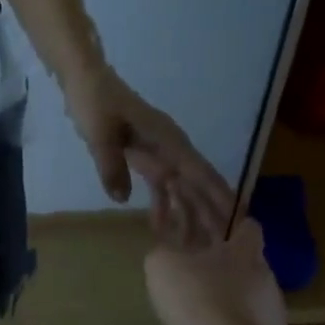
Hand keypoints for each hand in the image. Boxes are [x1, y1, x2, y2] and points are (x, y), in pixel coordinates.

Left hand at [63, 65, 234, 248]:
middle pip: (195, 184)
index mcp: (166, 139)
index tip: (240, 218)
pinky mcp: (142, 154)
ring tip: (196, 245)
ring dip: (187, 212)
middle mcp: (169, 146)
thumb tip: (123, 200)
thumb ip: (111, 165)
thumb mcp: (100, 133)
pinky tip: (161, 226)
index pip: (199, 172)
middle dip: (210, 213)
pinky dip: (162, 202)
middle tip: (224, 246)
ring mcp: (157, 150)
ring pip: (179, 186)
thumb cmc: (94, 101)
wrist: (84, 78)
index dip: (220, 196)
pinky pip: (158, 182)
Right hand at [145, 217, 288, 324]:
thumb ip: (163, 251)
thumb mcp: (163, 263)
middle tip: (190, 252)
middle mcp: (261, 278)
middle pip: (243, 257)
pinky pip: (235, 321)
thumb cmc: (198, 295)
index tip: (209, 217)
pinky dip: (217, 318)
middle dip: (219, 253)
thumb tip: (166, 252)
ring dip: (218, 287)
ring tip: (188, 293)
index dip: (228, 219)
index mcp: (245, 250)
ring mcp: (265, 314)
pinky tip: (195, 323)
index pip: (247, 224)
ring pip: (240, 291)